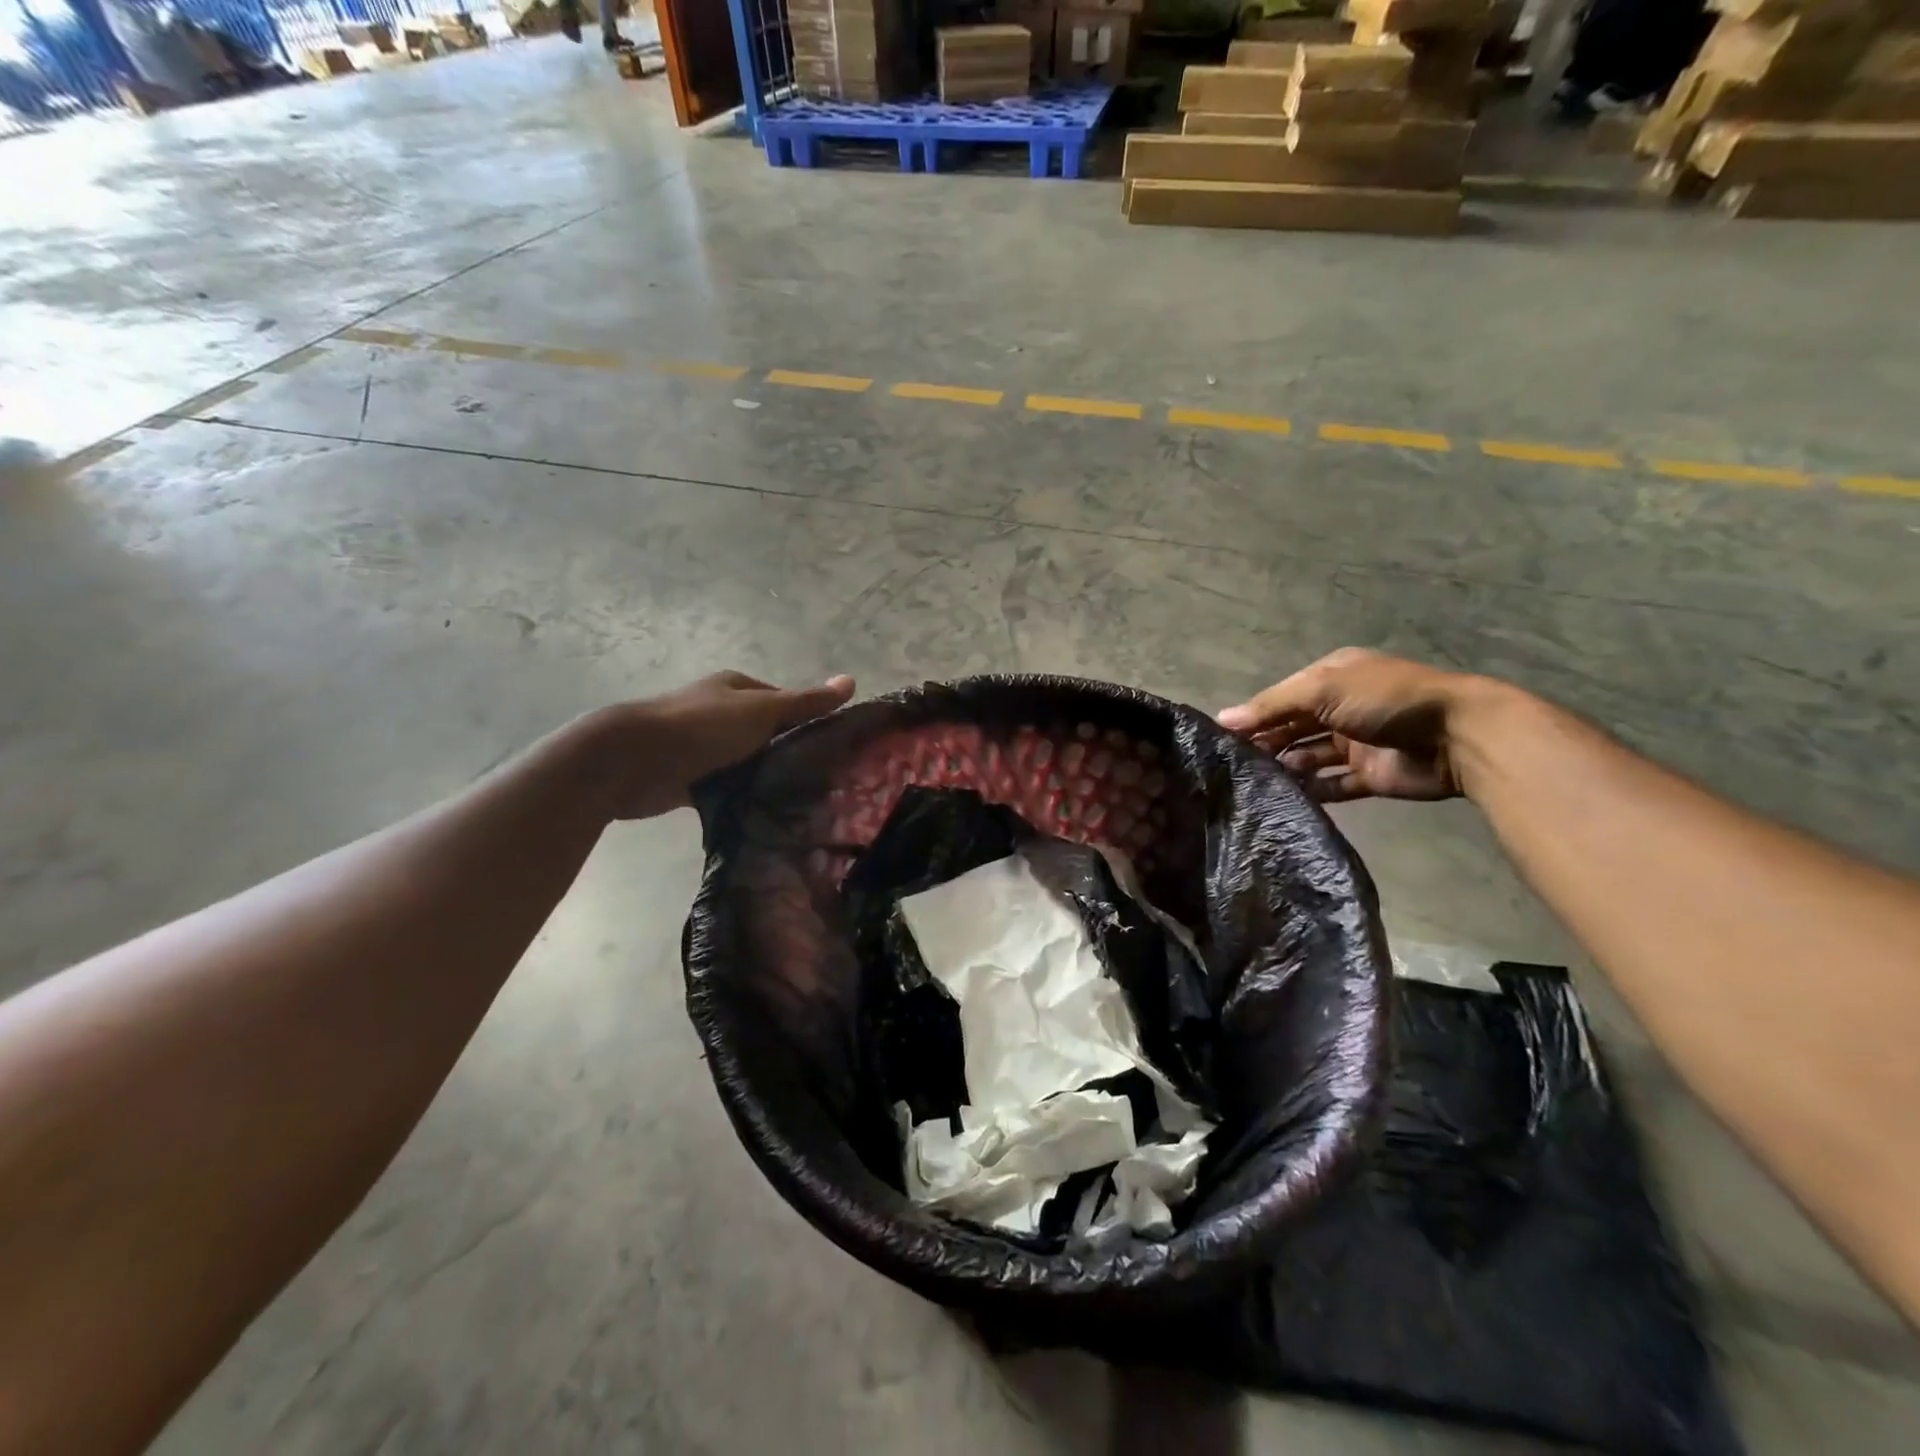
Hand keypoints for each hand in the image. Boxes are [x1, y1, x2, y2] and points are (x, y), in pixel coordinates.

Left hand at [610, 671, 854, 818]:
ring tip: (802, 801)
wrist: (633, 760)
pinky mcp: (691, 779)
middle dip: (788, 753)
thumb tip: (852, 681)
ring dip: (765, 777)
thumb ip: (805, 702)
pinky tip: (767, 813)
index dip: (808, 721)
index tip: (833, 748)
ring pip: (746, 762)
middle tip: (824, 779)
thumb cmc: (703, 726)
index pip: (783, 702)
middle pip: (765, 733)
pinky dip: (742, 797)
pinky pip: (727, 788)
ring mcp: (704, 747)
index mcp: (736, 689)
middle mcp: (720, 714)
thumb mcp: (762, 710)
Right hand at [1217, 648, 1484, 802]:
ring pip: (1309, 757)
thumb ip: (1272, 706)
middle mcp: (1341, 707)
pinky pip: (1333, 785)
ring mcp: (1356, 743)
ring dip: (1286, 768)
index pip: (1281, 698)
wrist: (1456, 736)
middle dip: (1266, 744)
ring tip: (1256, 783)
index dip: (1253, 716)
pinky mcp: (1370, 775)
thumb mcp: (1322, 689)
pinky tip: (1286, 799)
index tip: (1222, 739)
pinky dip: (1312, 790)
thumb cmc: (1384, 700)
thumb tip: (1223, 719)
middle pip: (1292, 728)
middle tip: (1234, 766)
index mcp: (1331, 678)